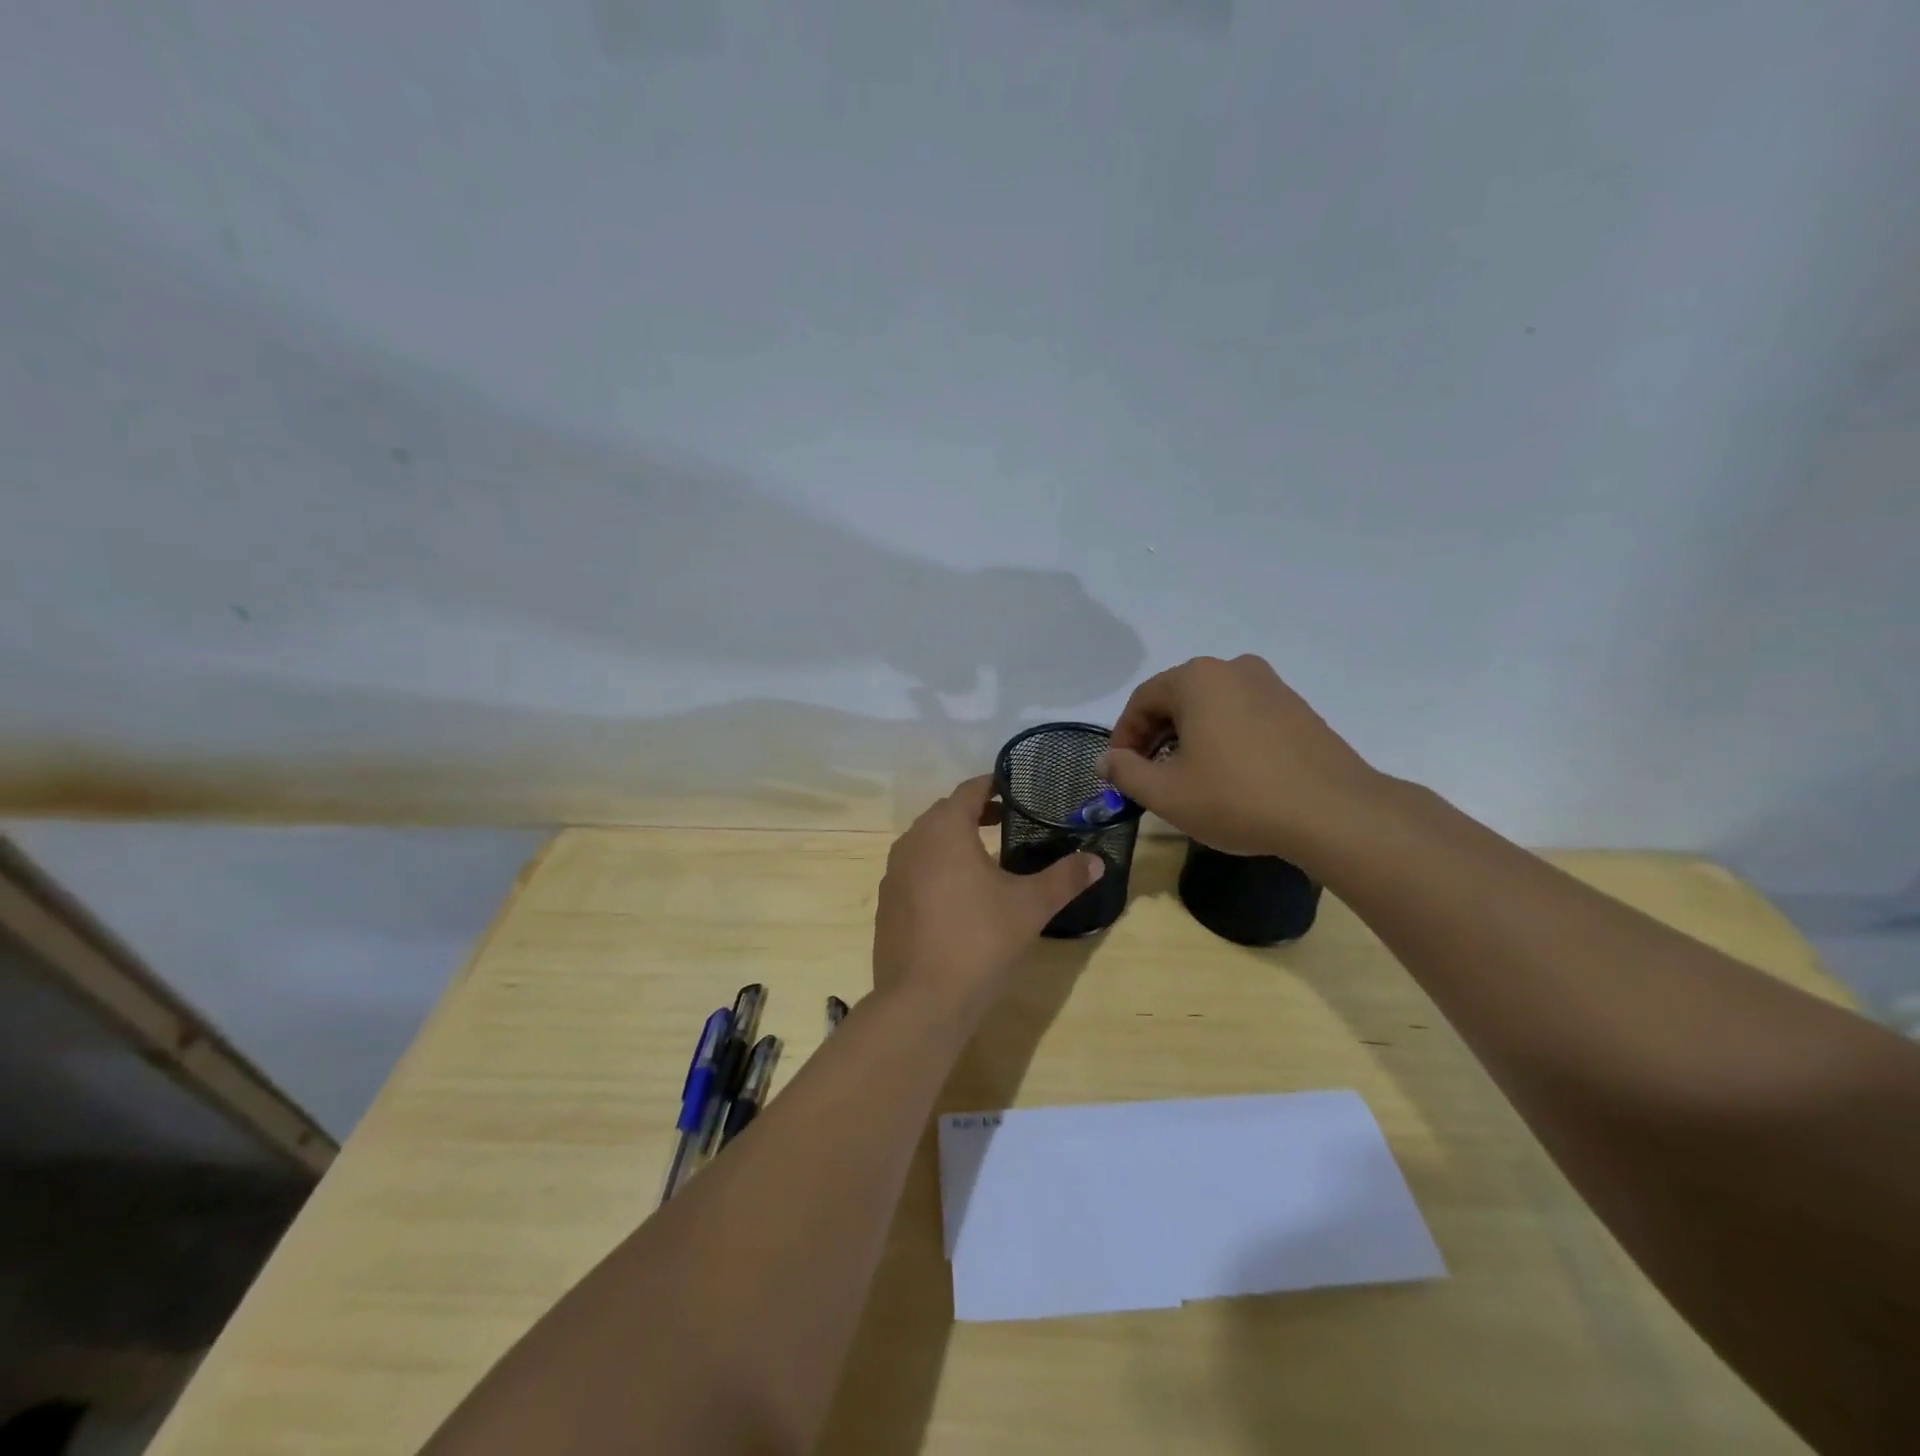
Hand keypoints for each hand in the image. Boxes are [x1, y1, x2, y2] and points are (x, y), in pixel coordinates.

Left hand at [872, 775, 1103, 1014]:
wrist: (922, 1001)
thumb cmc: (980, 940)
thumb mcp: (1030, 906)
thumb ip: (1065, 878)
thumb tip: (1097, 861)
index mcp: (944, 829)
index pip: (970, 790)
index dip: (994, 785)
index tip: (1017, 788)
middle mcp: (912, 842)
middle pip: (945, 813)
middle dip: (975, 812)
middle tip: (1009, 820)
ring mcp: (893, 874)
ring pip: (927, 842)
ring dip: (954, 840)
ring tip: (986, 856)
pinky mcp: (887, 903)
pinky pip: (915, 870)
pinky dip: (937, 868)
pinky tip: (958, 895)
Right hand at [1099, 655, 1384, 862]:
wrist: (1334, 814)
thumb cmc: (1237, 798)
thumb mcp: (1166, 793)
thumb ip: (1126, 772)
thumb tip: (1106, 760)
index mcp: (1197, 678)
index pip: (1143, 700)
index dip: (1124, 737)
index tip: (1120, 771)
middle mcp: (1234, 669)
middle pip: (1177, 699)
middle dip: (1156, 737)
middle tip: (1149, 776)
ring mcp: (1271, 686)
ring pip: (1212, 708)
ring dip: (1189, 739)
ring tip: (1188, 779)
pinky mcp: (1298, 709)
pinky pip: (1243, 717)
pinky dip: (1223, 739)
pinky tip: (1228, 776)